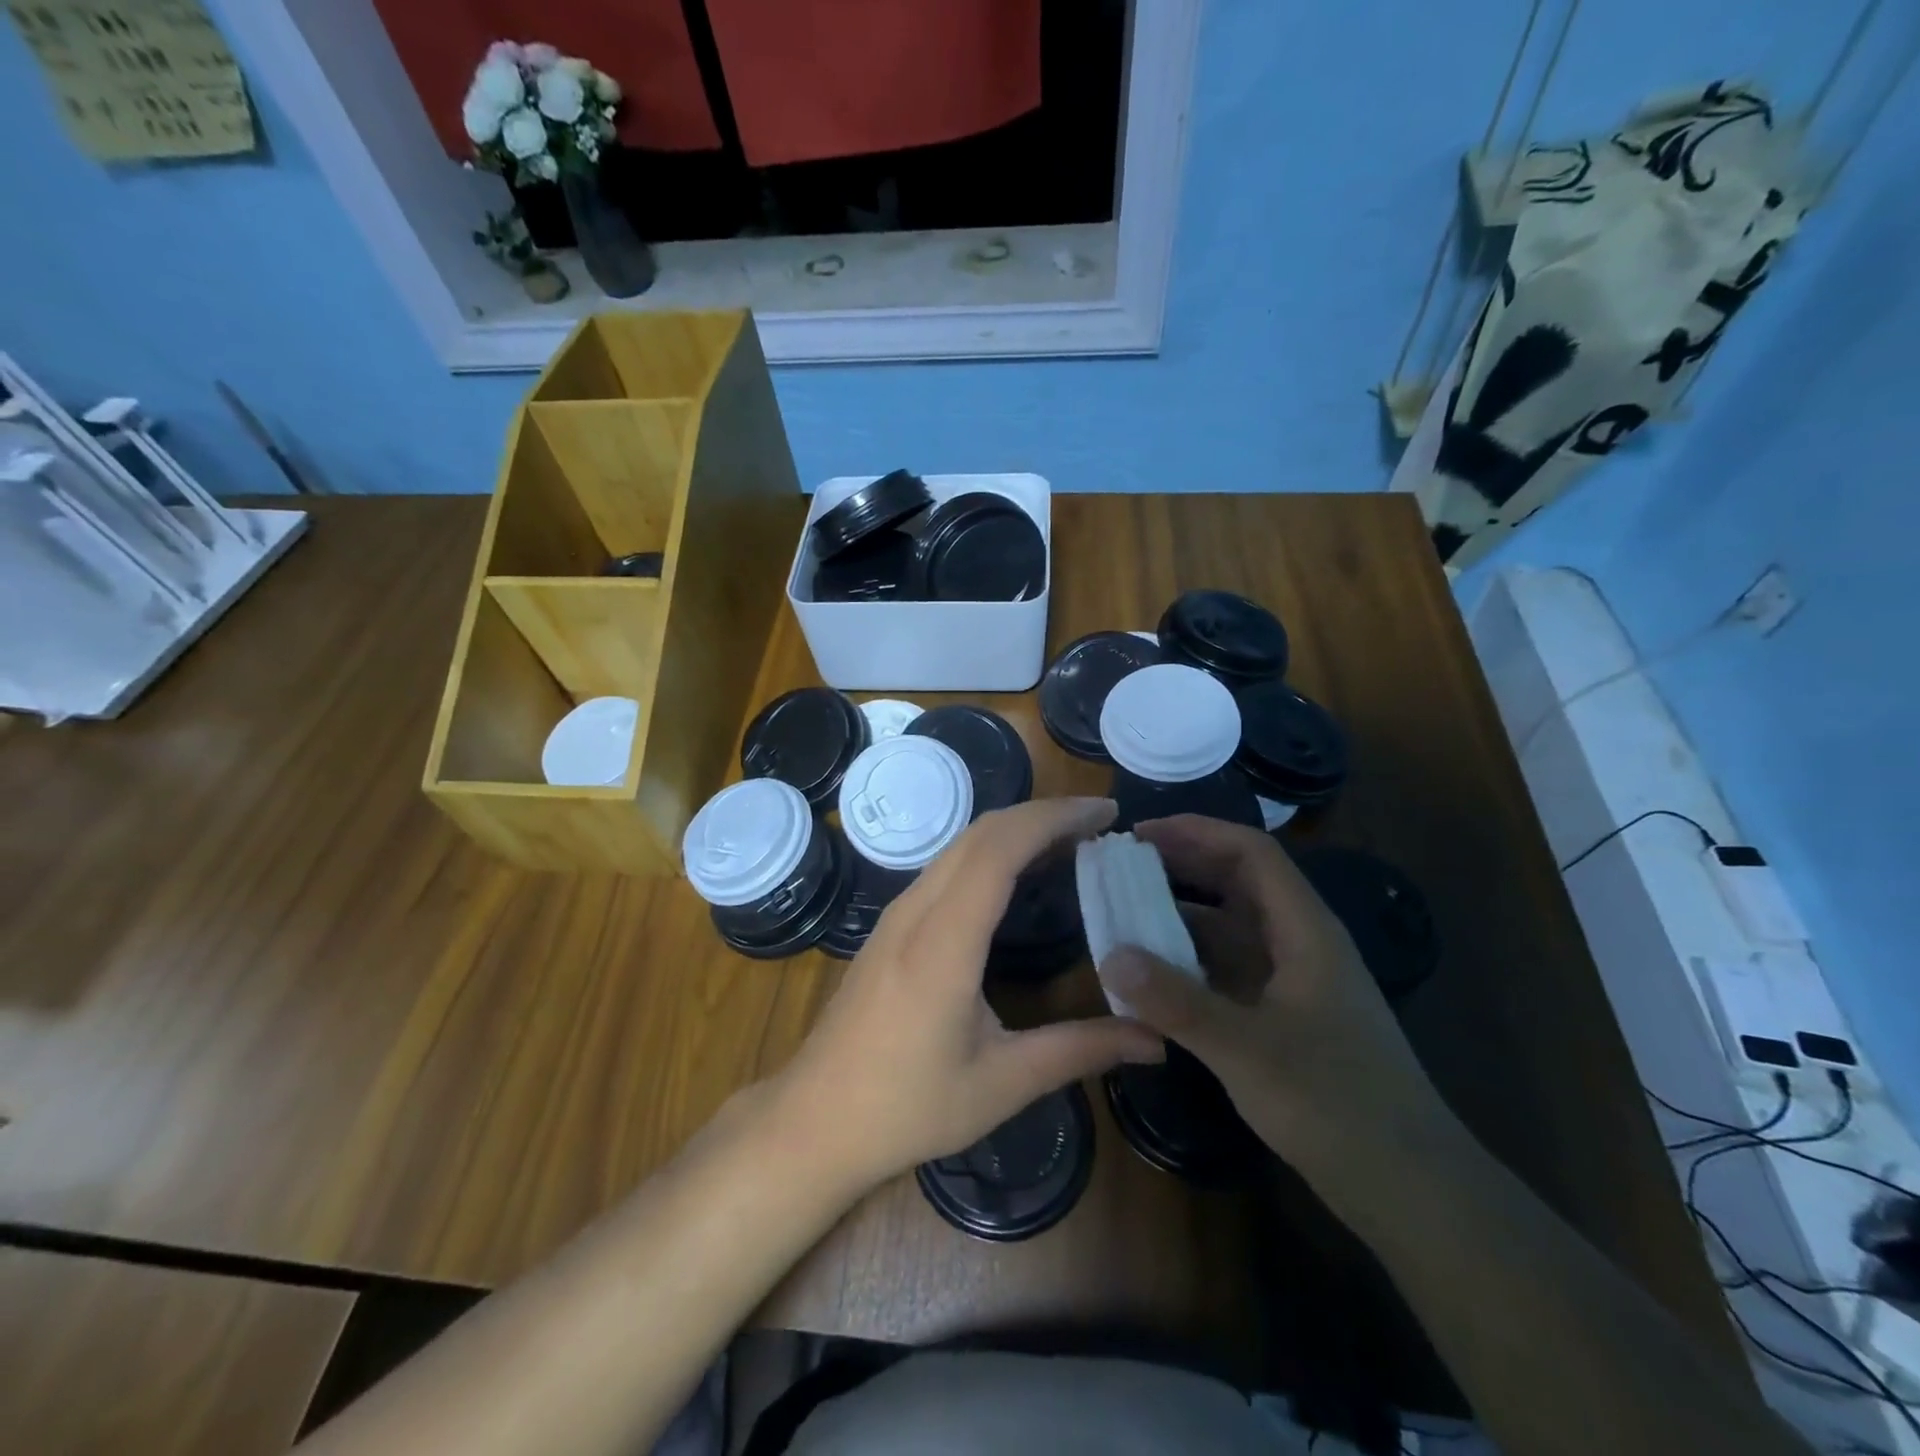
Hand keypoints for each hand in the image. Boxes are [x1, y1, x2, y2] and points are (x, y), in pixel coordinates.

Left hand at [772, 797, 1164, 1195]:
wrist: (815, 1120)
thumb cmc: (907, 1106)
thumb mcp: (1002, 1083)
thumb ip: (1080, 1051)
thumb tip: (1155, 1041)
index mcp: (944, 940)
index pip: (1000, 848)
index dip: (1054, 818)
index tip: (1106, 814)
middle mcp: (916, 910)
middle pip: (981, 832)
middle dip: (1043, 815)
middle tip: (1100, 826)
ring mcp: (897, 914)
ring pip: (960, 845)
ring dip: (1016, 830)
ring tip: (1071, 844)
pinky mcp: (891, 926)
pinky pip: (946, 867)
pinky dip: (991, 853)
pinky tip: (1019, 878)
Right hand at [1097, 815, 1446, 1191]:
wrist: (1408, 1186)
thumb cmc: (1335, 1104)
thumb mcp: (1246, 1050)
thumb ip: (1176, 1002)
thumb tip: (1110, 957)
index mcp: (1305, 930)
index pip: (1251, 853)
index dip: (1196, 832)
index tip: (1140, 835)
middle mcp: (1299, 943)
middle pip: (1238, 883)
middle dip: (1182, 868)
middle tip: (1122, 869)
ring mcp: (1292, 981)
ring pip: (1230, 928)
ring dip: (1180, 917)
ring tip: (1125, 916)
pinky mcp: (1283, 1016)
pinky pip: (1228, 969)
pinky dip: (1189, 963)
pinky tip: (1152, 977)